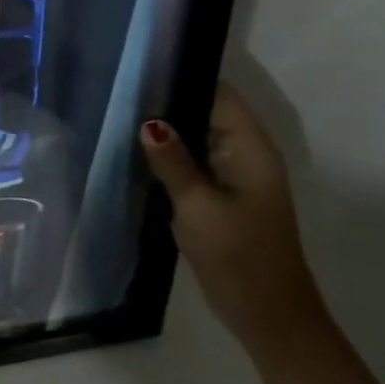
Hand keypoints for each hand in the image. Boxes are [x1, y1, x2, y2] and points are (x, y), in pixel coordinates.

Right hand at [140, 85, 326, 358]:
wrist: (269, 317)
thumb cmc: (238, 256)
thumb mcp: (198, 206)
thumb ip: (172, 160)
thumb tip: (148, 121)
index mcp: (251, 150)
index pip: (218, 94)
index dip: (183, 76)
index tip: (139, 67)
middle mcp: (245, 154)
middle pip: (204, 111)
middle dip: (165, 101)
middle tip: (116, 89)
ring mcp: (233, 175)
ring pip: (194, 136)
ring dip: (164, 129)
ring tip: (116, 112)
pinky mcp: (219, 194)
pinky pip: (191, 160)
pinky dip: (168, 153)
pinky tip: (133, 150)